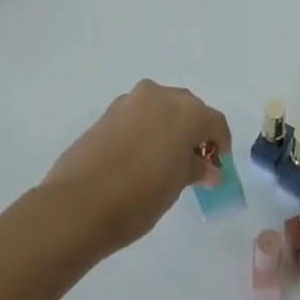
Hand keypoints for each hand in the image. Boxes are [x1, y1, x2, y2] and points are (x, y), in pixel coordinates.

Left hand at [43, 80, 229, 254]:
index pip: (214, 122)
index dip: (220, 143)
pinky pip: (137, 115)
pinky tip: (140, 155)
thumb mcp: (177, 185)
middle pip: (187, 108)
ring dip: (168, 127)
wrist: (79, 204)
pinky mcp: (107, 113)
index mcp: (186, 111)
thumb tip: (208, 169)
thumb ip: (195, 169)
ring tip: (165, 159)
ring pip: (160, 108)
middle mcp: (159, 96)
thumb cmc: (140, 196)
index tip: (217, 165)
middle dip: (194, 131)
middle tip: (194, 161)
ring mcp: (130, 101)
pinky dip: (145, 129)